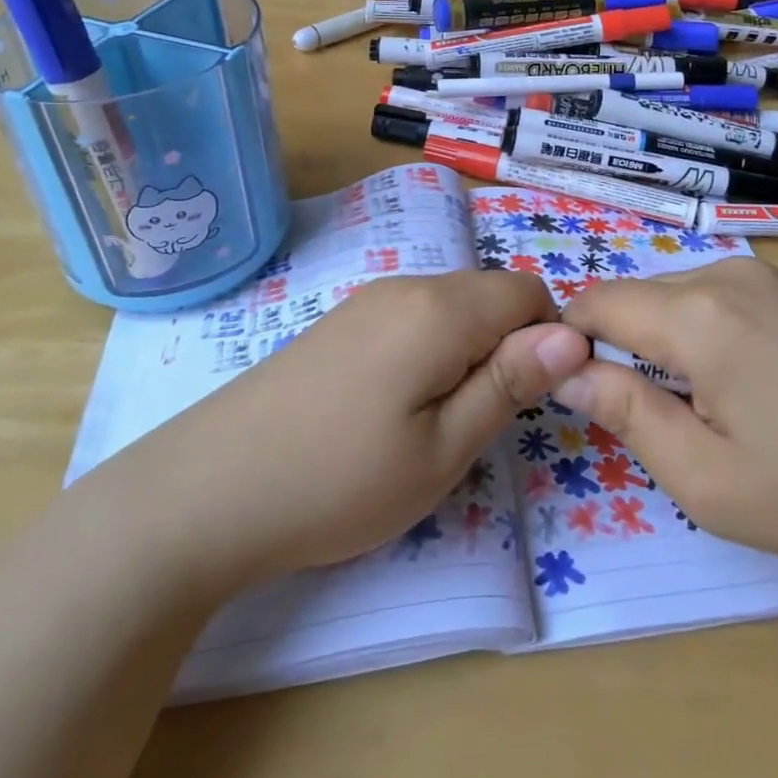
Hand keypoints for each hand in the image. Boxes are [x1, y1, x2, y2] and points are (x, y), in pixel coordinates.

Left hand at [120, 270, 588, 592]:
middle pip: (490, 294)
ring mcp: (366, 299)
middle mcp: (406, 285)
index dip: (547, 339)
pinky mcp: (340, 321)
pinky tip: (392, 407)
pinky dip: (429, 350)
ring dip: (467, 351)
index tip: (528, 401)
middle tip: (479, 423)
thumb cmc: (338, 481)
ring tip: (435, 422)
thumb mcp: (443, 449)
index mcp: (440, 308)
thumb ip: (510, 383)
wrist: (204, 491)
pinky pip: (412, 317)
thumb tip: (572, 334)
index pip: (529, 291)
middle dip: (507, 346)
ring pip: (451, 306)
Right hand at [554, 257, 777, 619]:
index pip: (600, 300)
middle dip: (633, 344)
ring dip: (683, 341)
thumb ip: (627, 415)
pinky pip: (745, 301)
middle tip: (662, 417)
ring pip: (697, 296)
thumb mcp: (708, 480)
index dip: (574, 337)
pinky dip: (730, 335)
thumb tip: (570, 371)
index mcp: (698, 313)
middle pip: (648, 296)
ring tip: (725, 410)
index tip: (580, 386)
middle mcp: (735, 274)